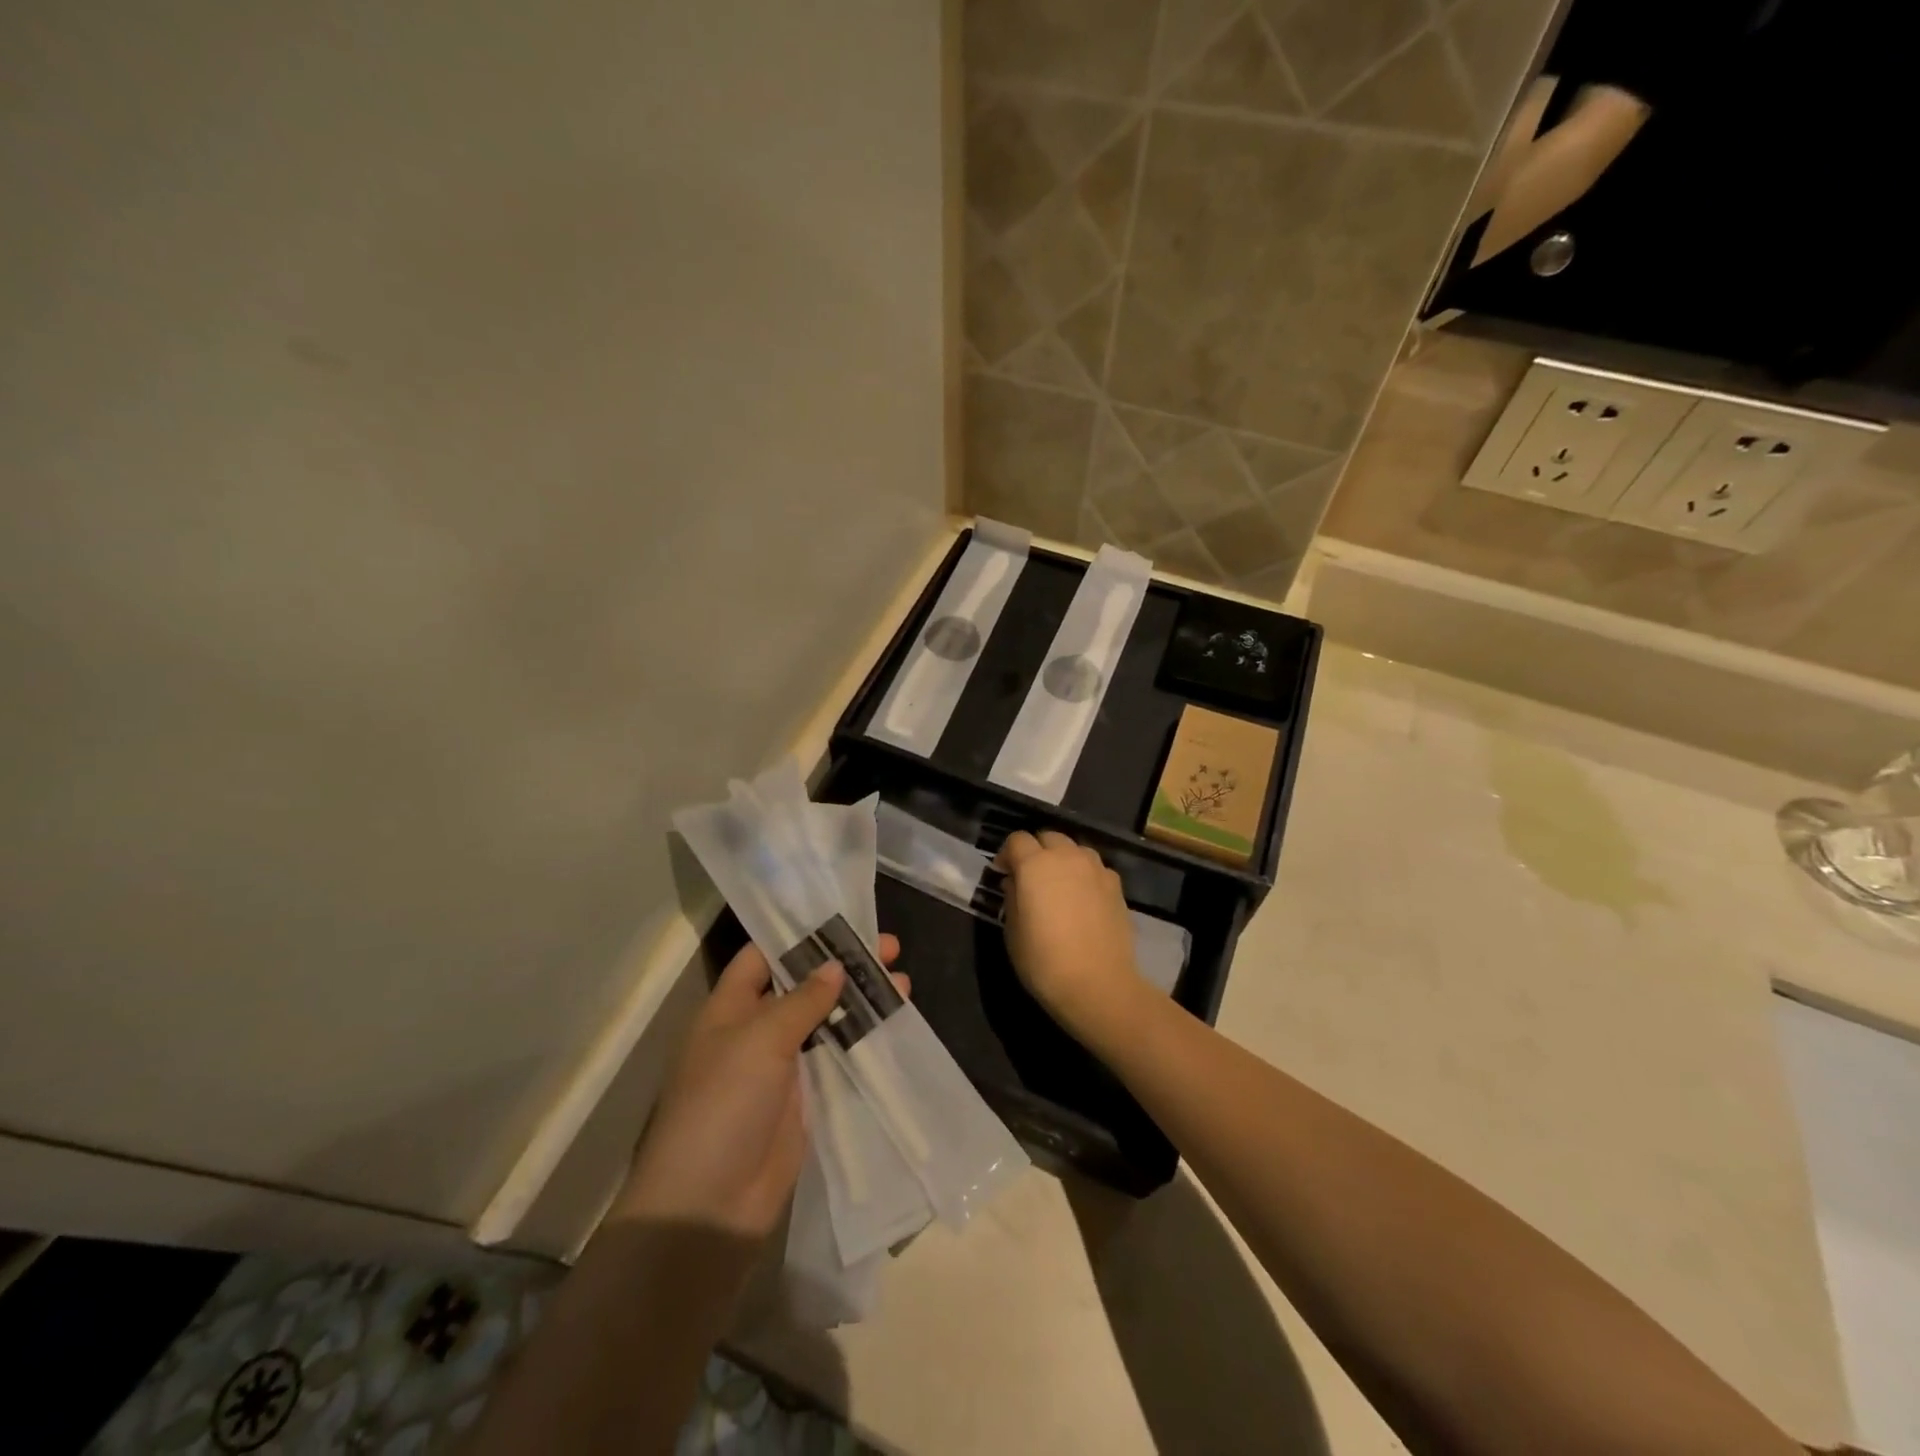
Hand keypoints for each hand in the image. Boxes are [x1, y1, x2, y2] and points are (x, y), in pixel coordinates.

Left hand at [612, 934, 903, 1240]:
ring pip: (827, 1020)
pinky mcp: (807, 1099)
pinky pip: (838, 1058)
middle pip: (804, 985)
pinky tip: (895, 1023)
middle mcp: (755, 1030)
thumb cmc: (724, 1104)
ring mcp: (782, 1067)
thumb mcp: (760, 1039)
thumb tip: (835, 966)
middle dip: (843, 965)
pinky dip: (863, 1039)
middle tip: (890, 947)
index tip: (842, 915)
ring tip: (903, 981)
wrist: (711, 1204)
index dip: (799, 934)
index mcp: (730, 1008)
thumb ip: (802, 1000)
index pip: (764, 956)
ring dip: (862, 1000)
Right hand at [997, 830, 1145, 1042]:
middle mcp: (1067, 856)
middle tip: (1030, 877)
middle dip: (1036, 850)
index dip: (1007, 854)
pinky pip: (1095, 868)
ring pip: (1075, 849)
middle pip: (1048, 837)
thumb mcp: (1012, 931)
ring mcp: (1095, 868)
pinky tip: (1082, 899)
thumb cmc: (1044, 960)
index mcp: (1035, 864)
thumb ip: (1012, 897)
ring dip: (1062, 859)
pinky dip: (1084, 875)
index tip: (1003, 874)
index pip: (1017, 840)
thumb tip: (1015, 882)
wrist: (1098, 984)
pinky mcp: (1116, 885)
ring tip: (1058, 885)